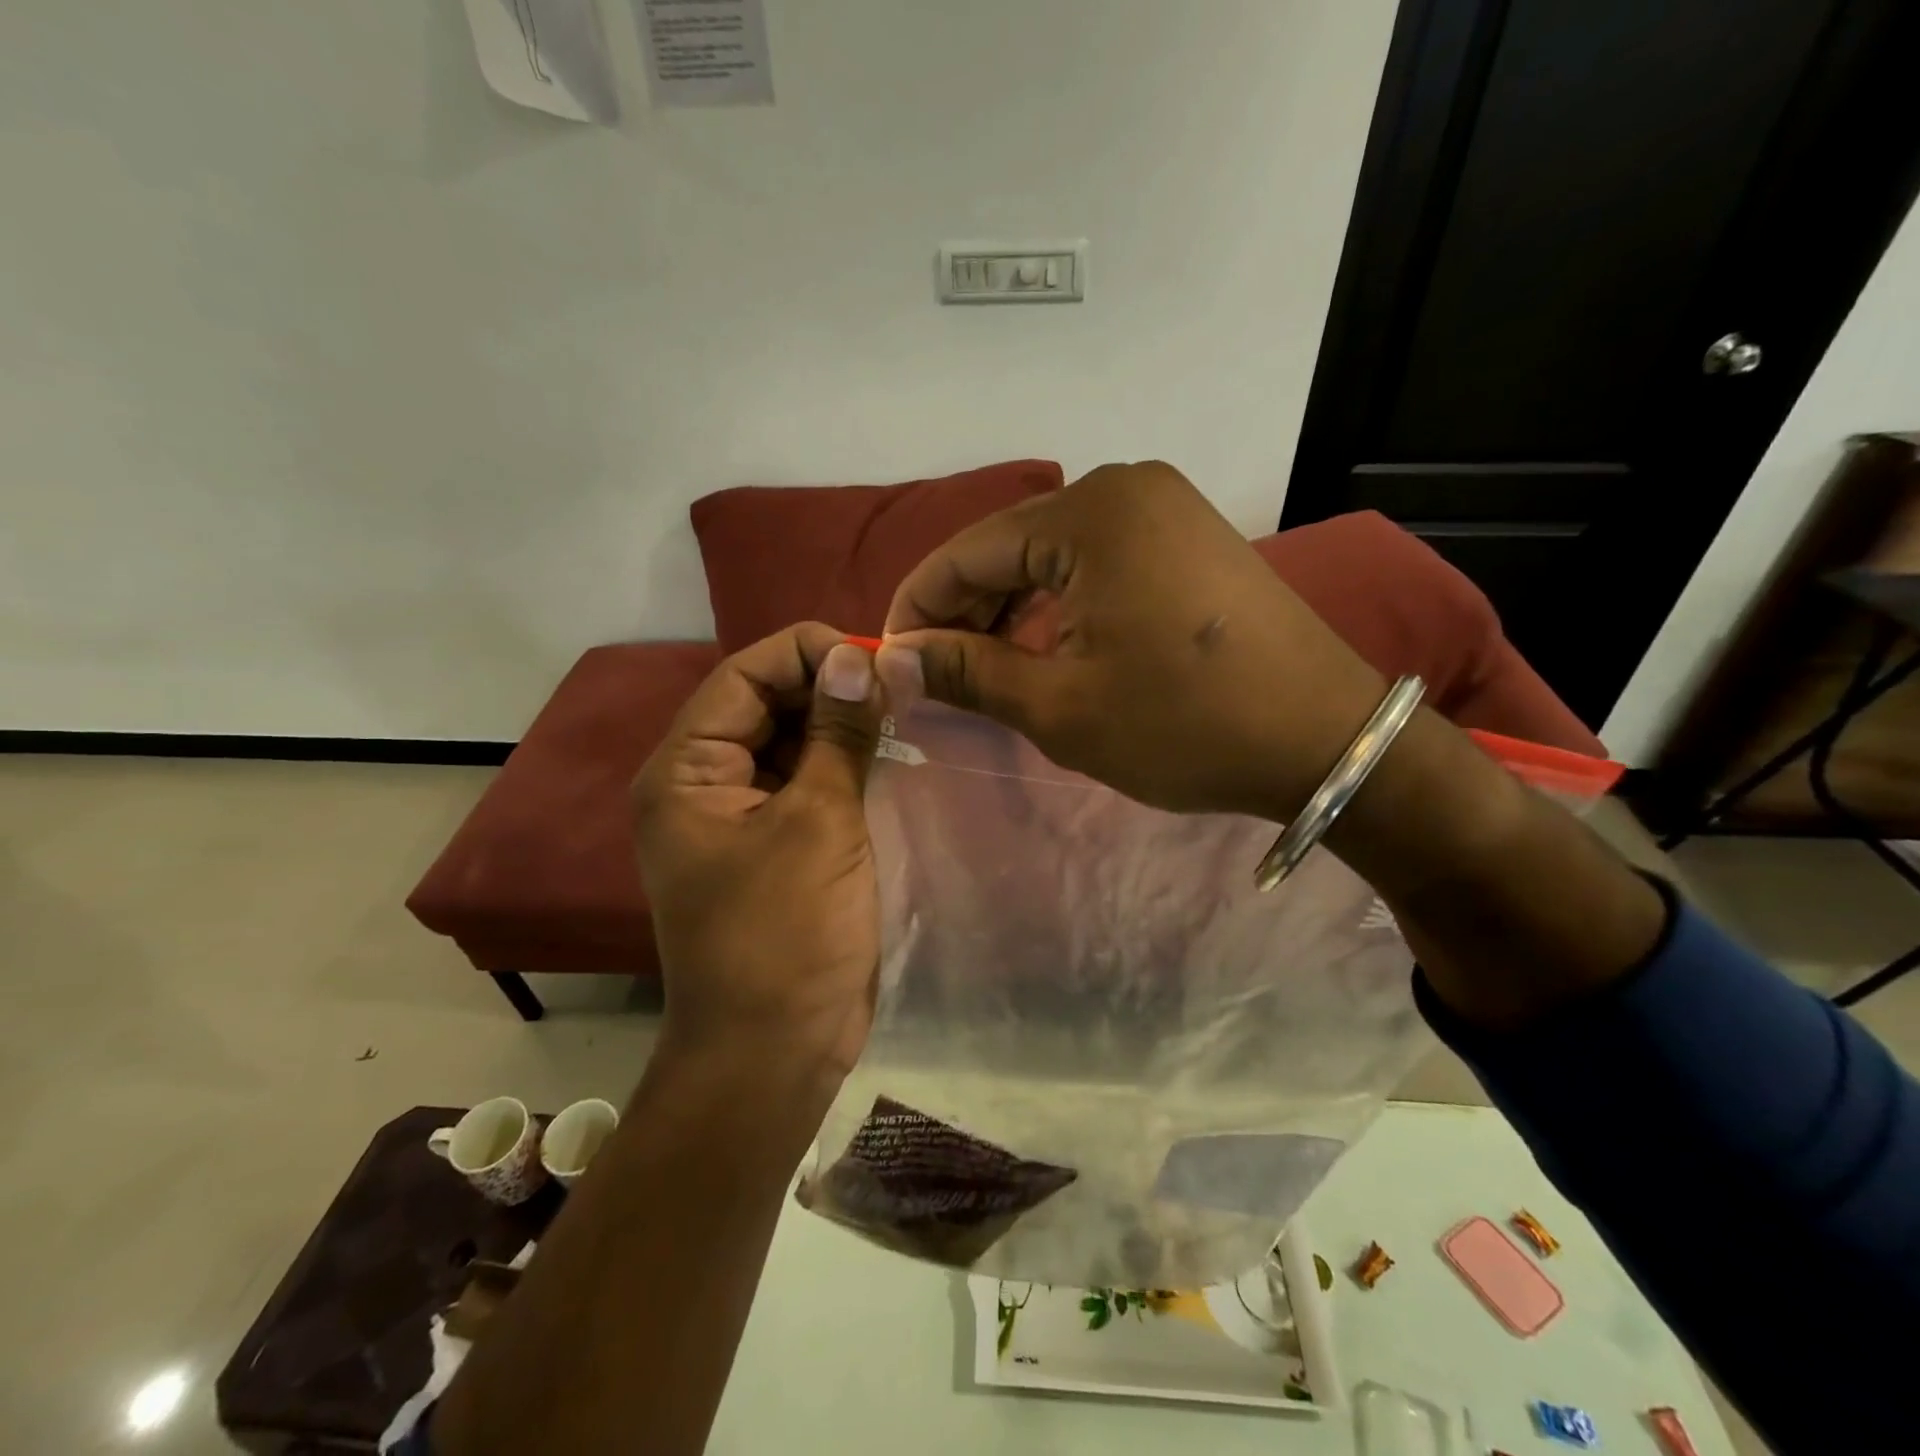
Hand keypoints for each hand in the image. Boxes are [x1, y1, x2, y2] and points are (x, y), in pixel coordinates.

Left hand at [632, 624, 885, 1079]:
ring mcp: (742, 815)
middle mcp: (704, 783)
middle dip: (830, 686)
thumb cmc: (785, 935)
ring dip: (842, 724)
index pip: (744, 675)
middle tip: (901, 687)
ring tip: (904, 712)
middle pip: (766, 703)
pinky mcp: (776, 843)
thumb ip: (837, 734)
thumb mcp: (818, 823)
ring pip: (791, 741)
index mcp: (687, 770)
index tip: (877, 657)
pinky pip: (807, 781)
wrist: (773, 1052)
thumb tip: (856, 657)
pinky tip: (889, 754)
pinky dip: (844, 763)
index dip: (808, 652)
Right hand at [880, 460, 1386, 821]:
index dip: (917, 609)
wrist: (1327, 739)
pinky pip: (1096, 562)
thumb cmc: (1185, 725)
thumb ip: (967, 672)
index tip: (890, 662)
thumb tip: (893, 660)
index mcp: (1088, 515)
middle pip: (1007, 548)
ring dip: (1009, 611)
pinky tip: (1045, 647)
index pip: (965, 553)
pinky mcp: (1187, 536)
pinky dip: (1058, 604)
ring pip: (1051, 557)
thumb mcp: (1060, 707)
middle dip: (963, 612)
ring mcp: (1163, 507)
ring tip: (984, 669)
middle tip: (936, 675)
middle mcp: (1123, 488)